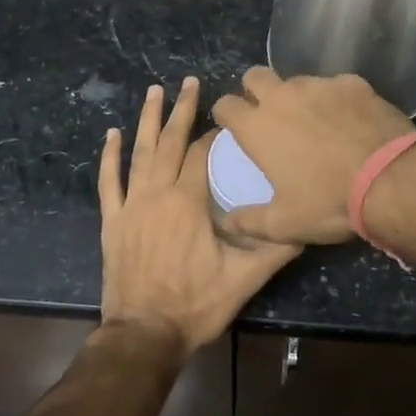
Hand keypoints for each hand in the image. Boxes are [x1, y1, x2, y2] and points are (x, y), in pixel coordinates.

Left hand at [98, 77, 302, 353]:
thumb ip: (275, 249)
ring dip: (147, 120)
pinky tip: (112, 134)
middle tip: (189, 81)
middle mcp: (158, 194)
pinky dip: (110, 157)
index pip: (203, 155)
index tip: (228, 121)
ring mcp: (131, 206)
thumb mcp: (245, 279)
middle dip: (181, 110)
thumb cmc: (196, 304)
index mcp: (189, 202)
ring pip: (139, 153)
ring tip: (154, 91)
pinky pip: (108, 182)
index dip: (216, 135)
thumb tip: (306, 227)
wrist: (144, 334)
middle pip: (170, 142)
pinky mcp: (112, 222)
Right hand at [209, 68, 415, 245]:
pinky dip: (336, 100)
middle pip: (255, 76)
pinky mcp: (353, 83)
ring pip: (297, 80)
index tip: (234, 127)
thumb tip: (227, 221)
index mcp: (258, 127)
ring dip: (297, 96)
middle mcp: (283, 96)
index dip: (226, 114)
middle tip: (269, 115)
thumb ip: (249, 221)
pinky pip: (336, 85)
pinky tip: (351, 121)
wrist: (391, 180)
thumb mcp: (284, 224)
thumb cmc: (329, 202)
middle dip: (255, 90)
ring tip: (315, 121)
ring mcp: (320, 85)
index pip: (225, 105)